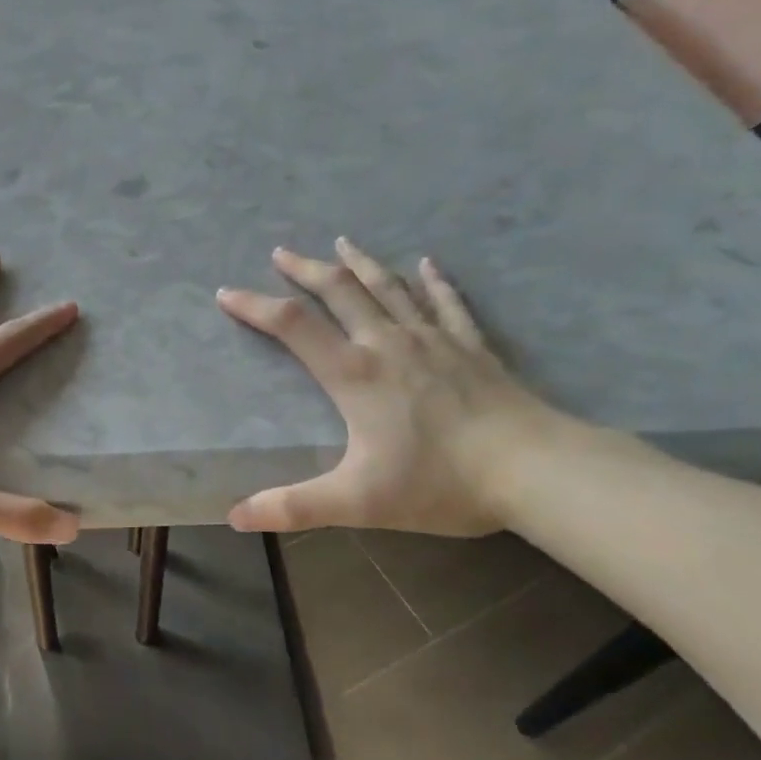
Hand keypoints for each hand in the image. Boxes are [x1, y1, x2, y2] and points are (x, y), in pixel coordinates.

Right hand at [217, 239, 561, 536]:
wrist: (534, 470)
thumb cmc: (439, 481)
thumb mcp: (357, 501)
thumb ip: (294, 507)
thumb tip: (235, 516)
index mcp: (354, 373)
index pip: (292, 325)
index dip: (255, 306)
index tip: (226, 292)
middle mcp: (387, 343)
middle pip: (339, 291)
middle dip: (305, 270)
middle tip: (281, 253)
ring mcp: (433, 339)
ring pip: (388, 287)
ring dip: (359, 264)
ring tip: (341, 243)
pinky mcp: (471, 346)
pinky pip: (446, 303)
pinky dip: (433, 280)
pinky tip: (427, 263)